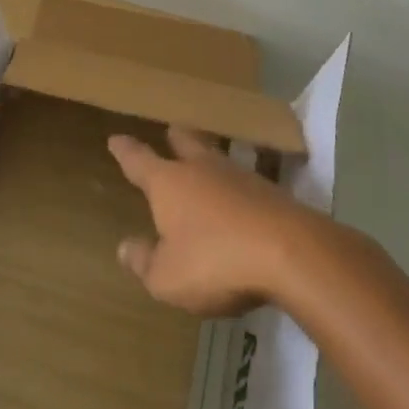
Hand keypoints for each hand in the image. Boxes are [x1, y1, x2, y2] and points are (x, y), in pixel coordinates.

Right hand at [108, 125, 316, 316]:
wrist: (292, 253)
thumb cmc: (216, 262)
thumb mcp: (168, 277)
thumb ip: (145, 262)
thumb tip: (125, 247)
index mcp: (169, 183)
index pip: (139, 161)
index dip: (126, 151)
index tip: (116, 139)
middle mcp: (203, 170)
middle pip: (186, 143)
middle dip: (175, 138)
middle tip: (171, 131)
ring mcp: (242, 177)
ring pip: (218, 158)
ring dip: (209, 158)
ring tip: (206, 160)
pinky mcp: (274, 193)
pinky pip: (246, 183)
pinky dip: (237, 188)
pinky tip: (241, 198)